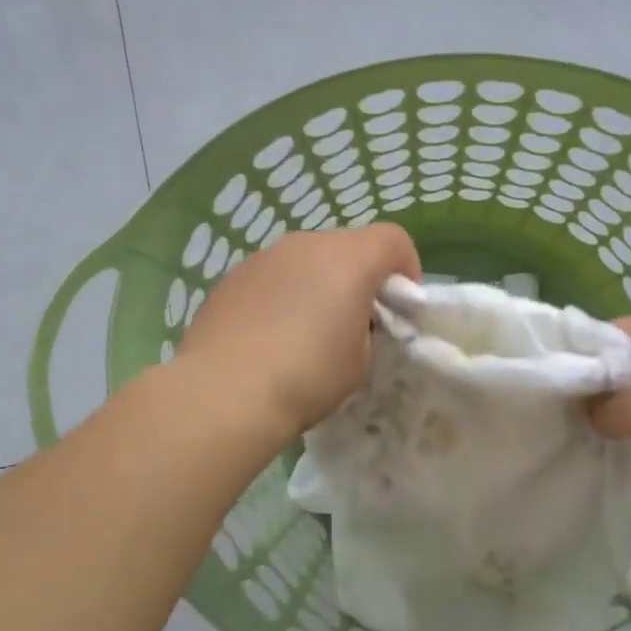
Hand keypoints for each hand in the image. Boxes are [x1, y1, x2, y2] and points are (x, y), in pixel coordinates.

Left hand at [178, 224, 419, 436]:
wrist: (224, 391)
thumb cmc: (308, 376)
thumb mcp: (361, 360)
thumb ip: (367, 329)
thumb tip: (351, 321)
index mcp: (349, 259)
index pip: (393, 240)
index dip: (406, 268)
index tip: (399, 306)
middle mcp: (307, 244)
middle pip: (348, 247)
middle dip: (360, 277)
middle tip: (355, 322)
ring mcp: (265, 257)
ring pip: (307, 259)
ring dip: (319, 284)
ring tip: (308, 331)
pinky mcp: (233, 276)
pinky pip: (274, 277)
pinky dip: (284, 295)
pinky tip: (271, 336)